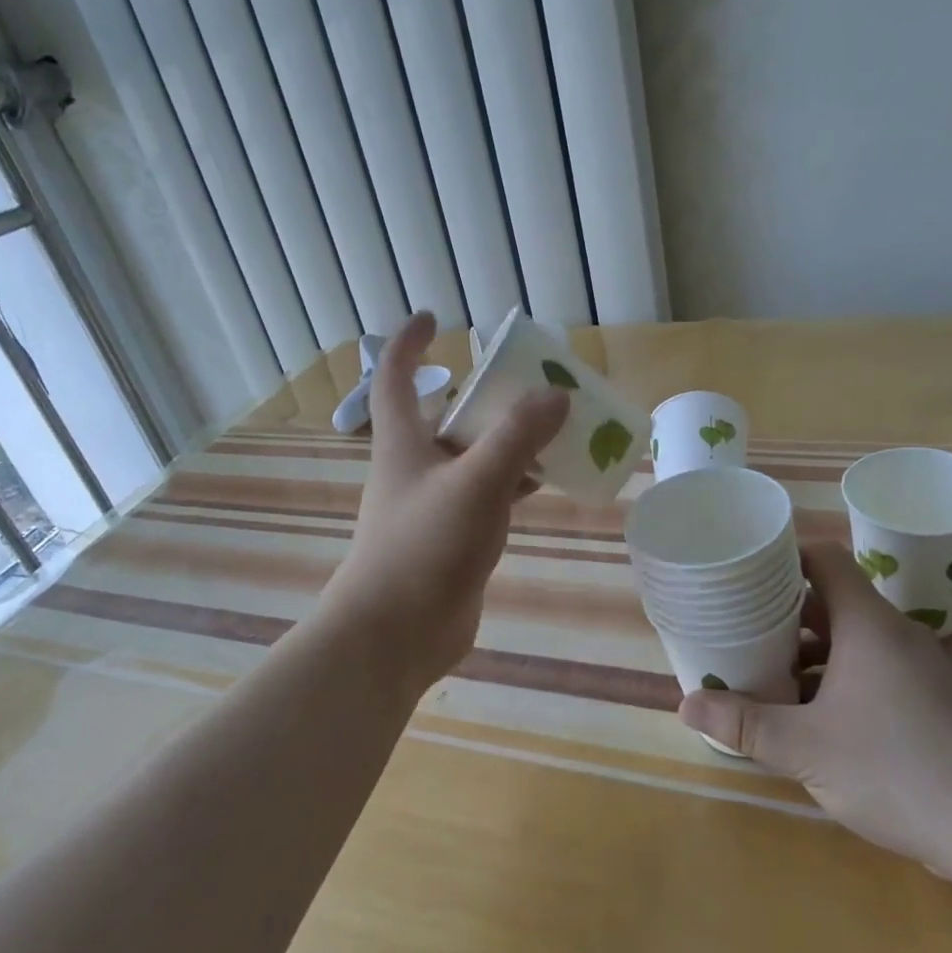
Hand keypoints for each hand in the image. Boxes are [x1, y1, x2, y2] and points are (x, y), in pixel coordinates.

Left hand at [319, 312, 567, 683]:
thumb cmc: (424, 547)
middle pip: (448, 415)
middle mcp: (414, 467)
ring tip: (555, 428)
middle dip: (485, 395)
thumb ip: (517, 436)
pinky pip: (487, 495)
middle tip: (532, 382)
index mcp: (403, 443)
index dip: (409, 342)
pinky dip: (515, 483)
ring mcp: (433, 504)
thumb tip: (556, 394)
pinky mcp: (452, 538)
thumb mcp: (476, 482)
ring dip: (508, 441)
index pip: (395, 376)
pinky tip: (547, 482)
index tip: (435, 318)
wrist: (396, 635)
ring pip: (474, 457)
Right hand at [679, 540, 951, 889]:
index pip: (824, 558)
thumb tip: (686, 703)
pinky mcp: (932, 704)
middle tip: (737, 624)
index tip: (744, 569)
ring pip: (852, 641)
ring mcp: (919, 670)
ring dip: (809, 652)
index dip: (783, 555)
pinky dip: (837, 680)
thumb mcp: (806, 748)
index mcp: (868, 624)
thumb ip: (744, 724)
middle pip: (831, 600)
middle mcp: (896, 635)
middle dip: (782, 612)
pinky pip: (873, 671)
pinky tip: (811, 716)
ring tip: (764, 671)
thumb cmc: (899, 771)